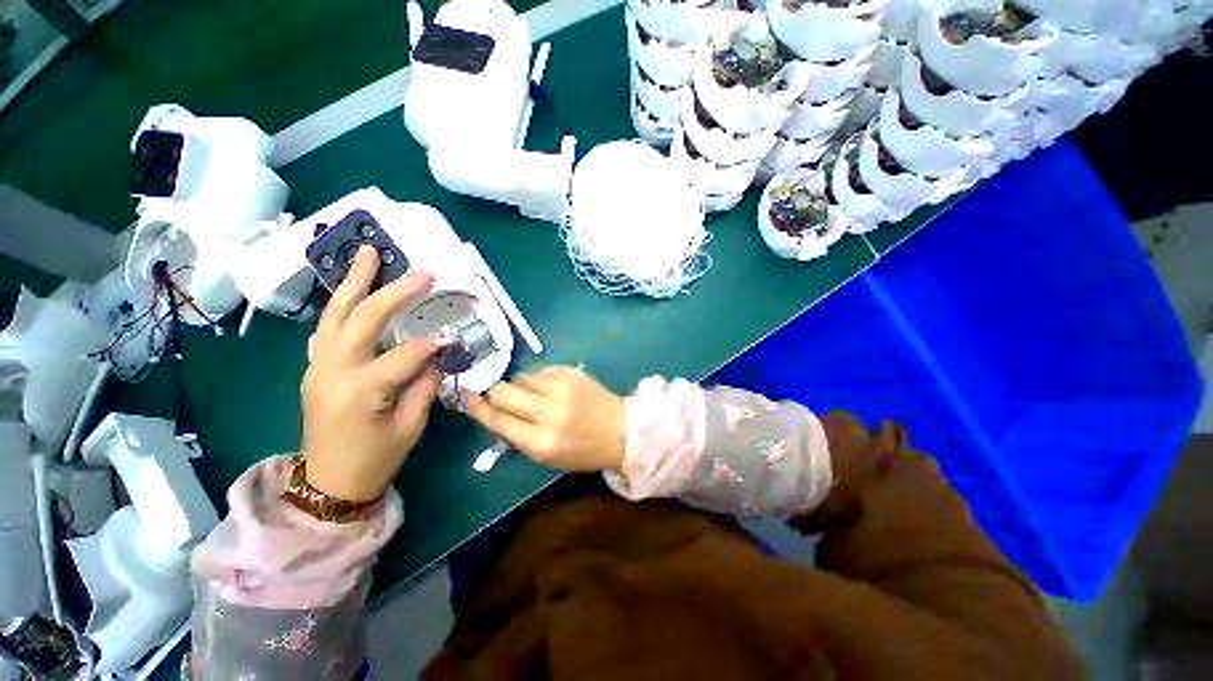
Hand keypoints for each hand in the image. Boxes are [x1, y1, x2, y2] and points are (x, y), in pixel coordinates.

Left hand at [300, 246, 441, 501]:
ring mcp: (317, 366)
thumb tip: (435, 355)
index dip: (433, 346)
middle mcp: (333, 371)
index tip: (453, 341)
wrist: (327, 484)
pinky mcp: (314, 367)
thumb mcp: (411, 426)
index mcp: (362, 391)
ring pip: (335, 314)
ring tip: (368, 253)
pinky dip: (343, 304)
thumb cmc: (375, 460)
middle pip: (363, 319)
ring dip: (354, 282)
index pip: (407, 355)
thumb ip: (424, 384)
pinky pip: (328, 328)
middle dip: (394, 291)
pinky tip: (353, 289)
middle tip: (420, 270)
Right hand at [465, 366, 625, 472]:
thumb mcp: (546, 457)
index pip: (497, 420)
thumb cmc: (582, 451)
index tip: (469, 400)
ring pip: (521, 377)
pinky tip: (549, 388)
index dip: (478, 409)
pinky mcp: (572, 373)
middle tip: (501, 397)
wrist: (620, 430)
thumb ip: (517, 438)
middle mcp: (548, 412)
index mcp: (540, 441)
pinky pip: (541, 370)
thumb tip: (493, 415)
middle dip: (495, 394)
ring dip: (520, 386)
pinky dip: (539, 379)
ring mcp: (562, 388)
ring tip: (532, 395)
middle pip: (503, 392)